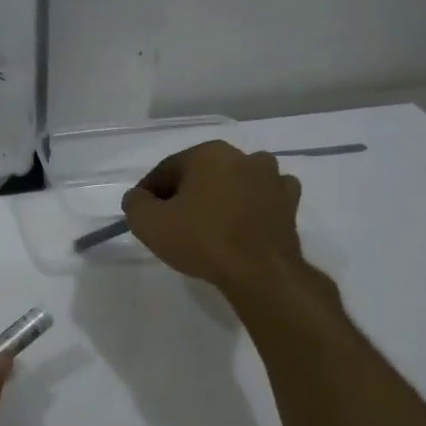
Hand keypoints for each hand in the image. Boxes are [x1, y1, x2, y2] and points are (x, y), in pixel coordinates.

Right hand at [122, 141, 326, 303]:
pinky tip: (241, 224)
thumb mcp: (149, 223)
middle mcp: (243, 156)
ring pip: (233, 183)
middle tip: (172, 224)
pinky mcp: (290, 202)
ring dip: (219, 198)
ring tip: (208, 227)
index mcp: (208, 153)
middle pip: (201, 174)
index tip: (143, 215)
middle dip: (185, 194)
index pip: (167, 170)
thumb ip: (135, 204)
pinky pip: (262, 198)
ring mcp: (272, 177)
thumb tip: (138, 198)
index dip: (150, 193)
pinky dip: (250, 206)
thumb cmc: (202, 240)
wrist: (260, 272)